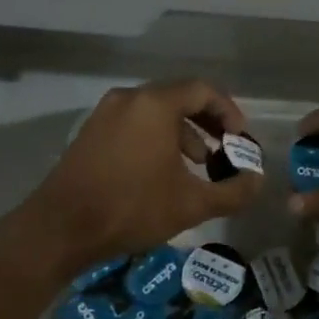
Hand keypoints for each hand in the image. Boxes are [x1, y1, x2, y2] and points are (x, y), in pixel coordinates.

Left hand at [23, 80, 261, 264]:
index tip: (240, 138)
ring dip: (183, 131)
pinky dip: (157, 137)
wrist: (59, 229)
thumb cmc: (131, 208)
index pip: (203, 90)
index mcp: (155, 104)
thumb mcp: (191, 204)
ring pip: (156, 111)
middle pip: (179, 97)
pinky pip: (135, 123)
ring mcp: (106, 113)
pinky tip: (163, 171)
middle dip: (208, 122)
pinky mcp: (91, 132)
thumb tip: (258, 182)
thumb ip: (232, 192)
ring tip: (199, 163)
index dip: (228, 111)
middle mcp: (130, 98)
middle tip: (226, 147)